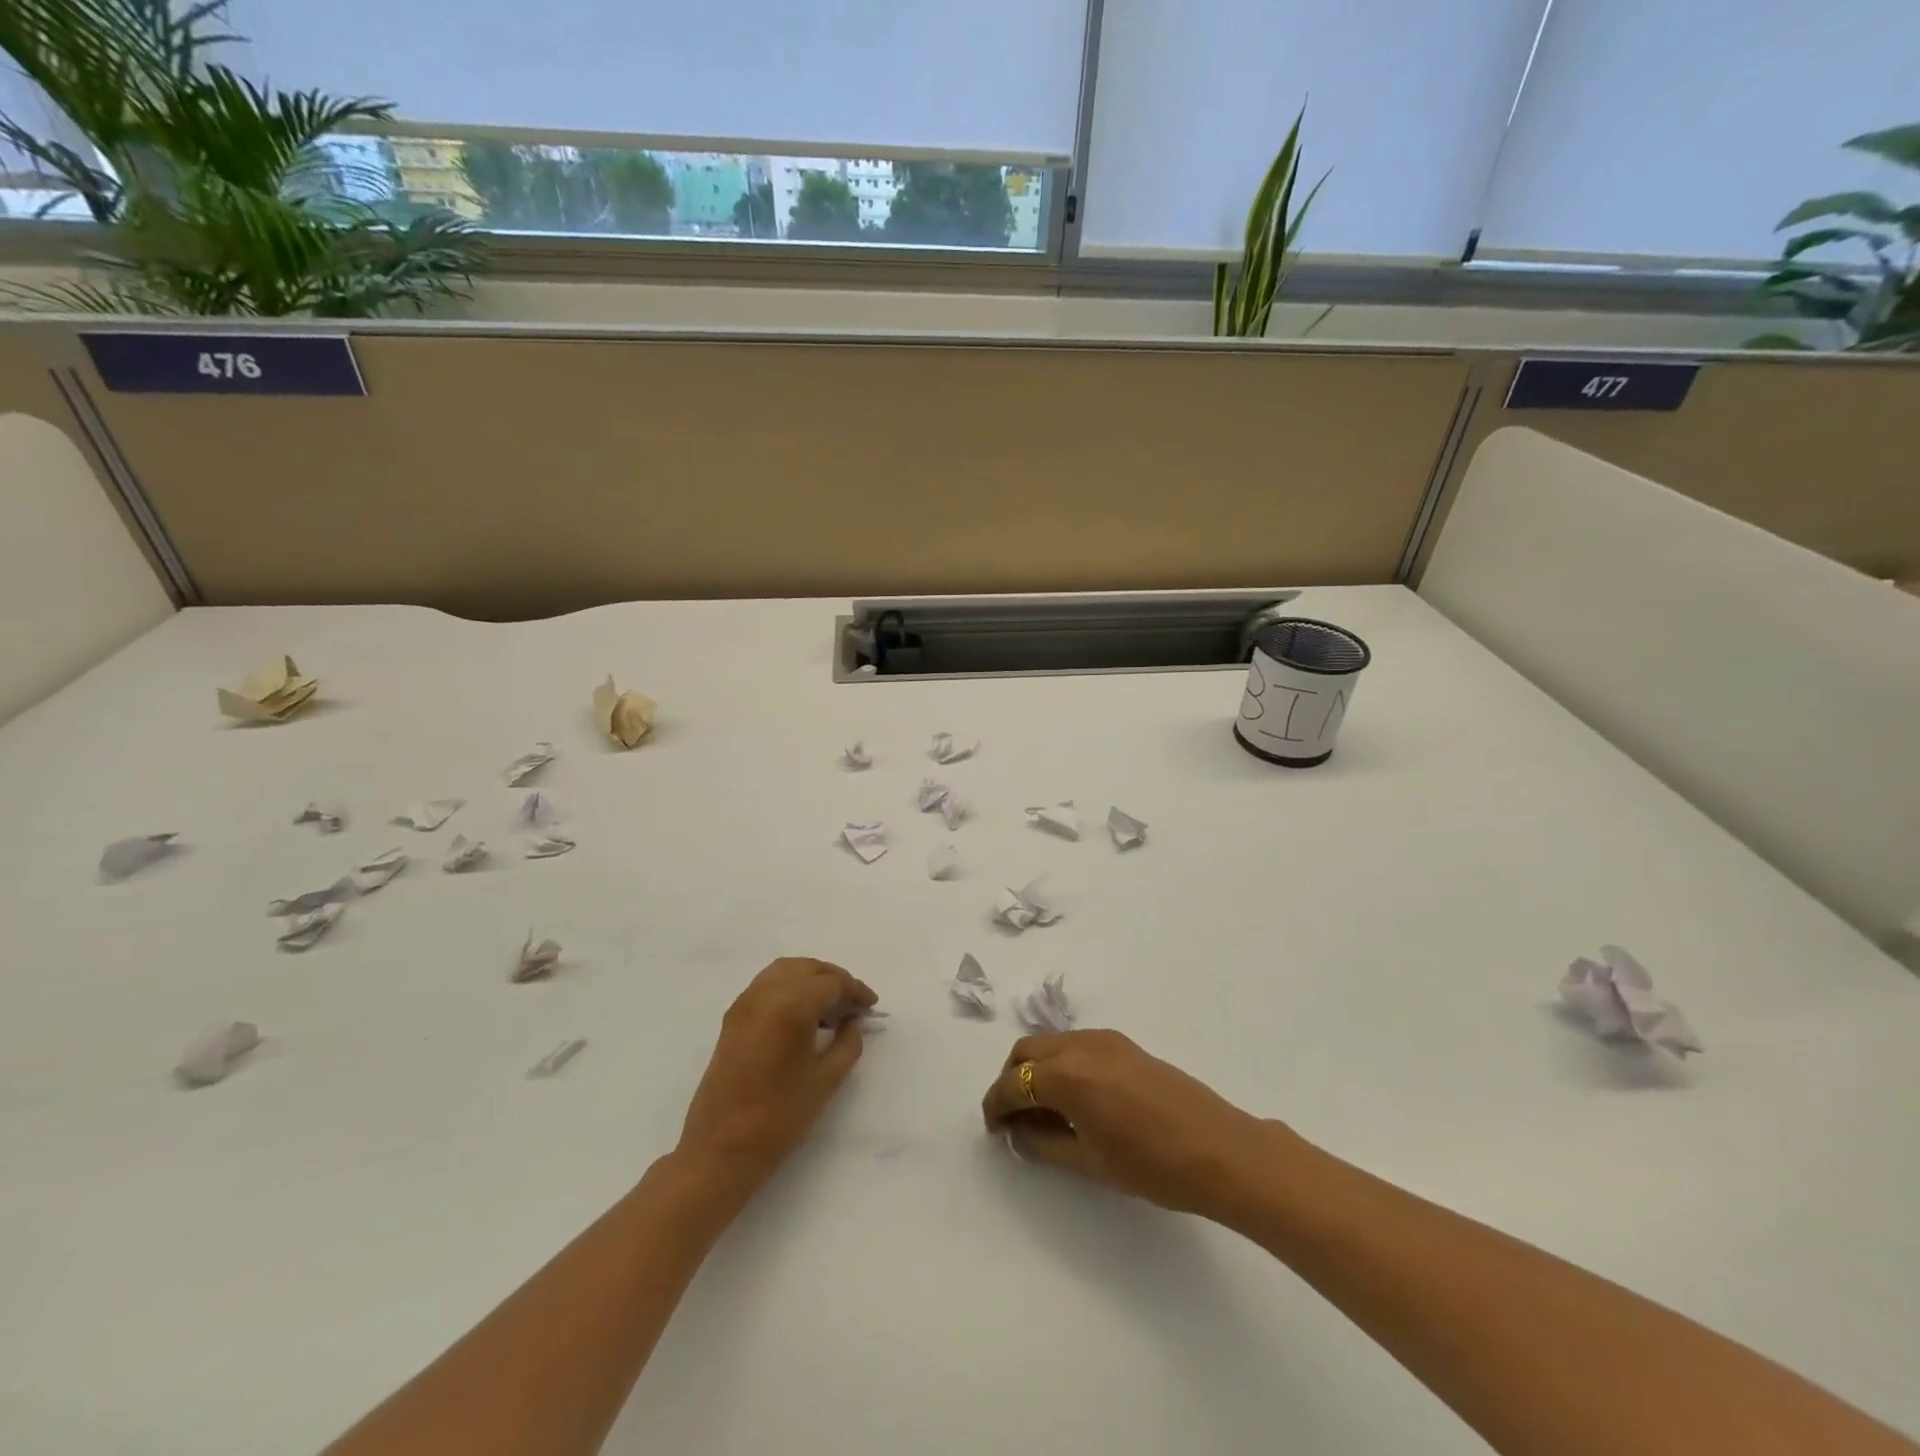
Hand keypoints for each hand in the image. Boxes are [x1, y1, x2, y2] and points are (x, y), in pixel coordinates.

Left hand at [678, 958, 876, 1191]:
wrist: (719, 1150)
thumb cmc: (779, 1118)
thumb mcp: (826, 1080)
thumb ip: (847, 1043)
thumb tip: (852, 1022)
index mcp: (791, 1006)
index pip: (832, 983)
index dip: (856, 991)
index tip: (871, 1005)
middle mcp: (765, 993)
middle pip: (808, 969)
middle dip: (835, 980)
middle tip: (853, 1005)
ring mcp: (745, 1003)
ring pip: (786, 971)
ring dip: (811, 980)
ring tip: (830, 1008)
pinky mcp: (733, 1017)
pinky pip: (767, 985)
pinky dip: (790, 987)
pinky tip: (804, 1015)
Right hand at [981, 1029, 1276, 1218]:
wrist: (1220, 1149)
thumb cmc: (1152, 1165)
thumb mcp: (1090, 1162)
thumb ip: (1045, 1144)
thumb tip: (1018, 1133)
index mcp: (1066, 1075)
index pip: (1014, 1083)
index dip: (996, 1104)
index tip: (993, 1128)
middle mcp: (1079, 1045)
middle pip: (1026, 1051)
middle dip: (1012, 1080)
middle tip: (1013, 1118)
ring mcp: (1104, 1039)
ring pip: (1051, 1043)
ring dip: (1037, 1068)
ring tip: (1044, 1110)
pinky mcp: (1124, 1043)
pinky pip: (1076, 1044)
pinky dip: (1062, 1063)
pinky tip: (1075, 1097)